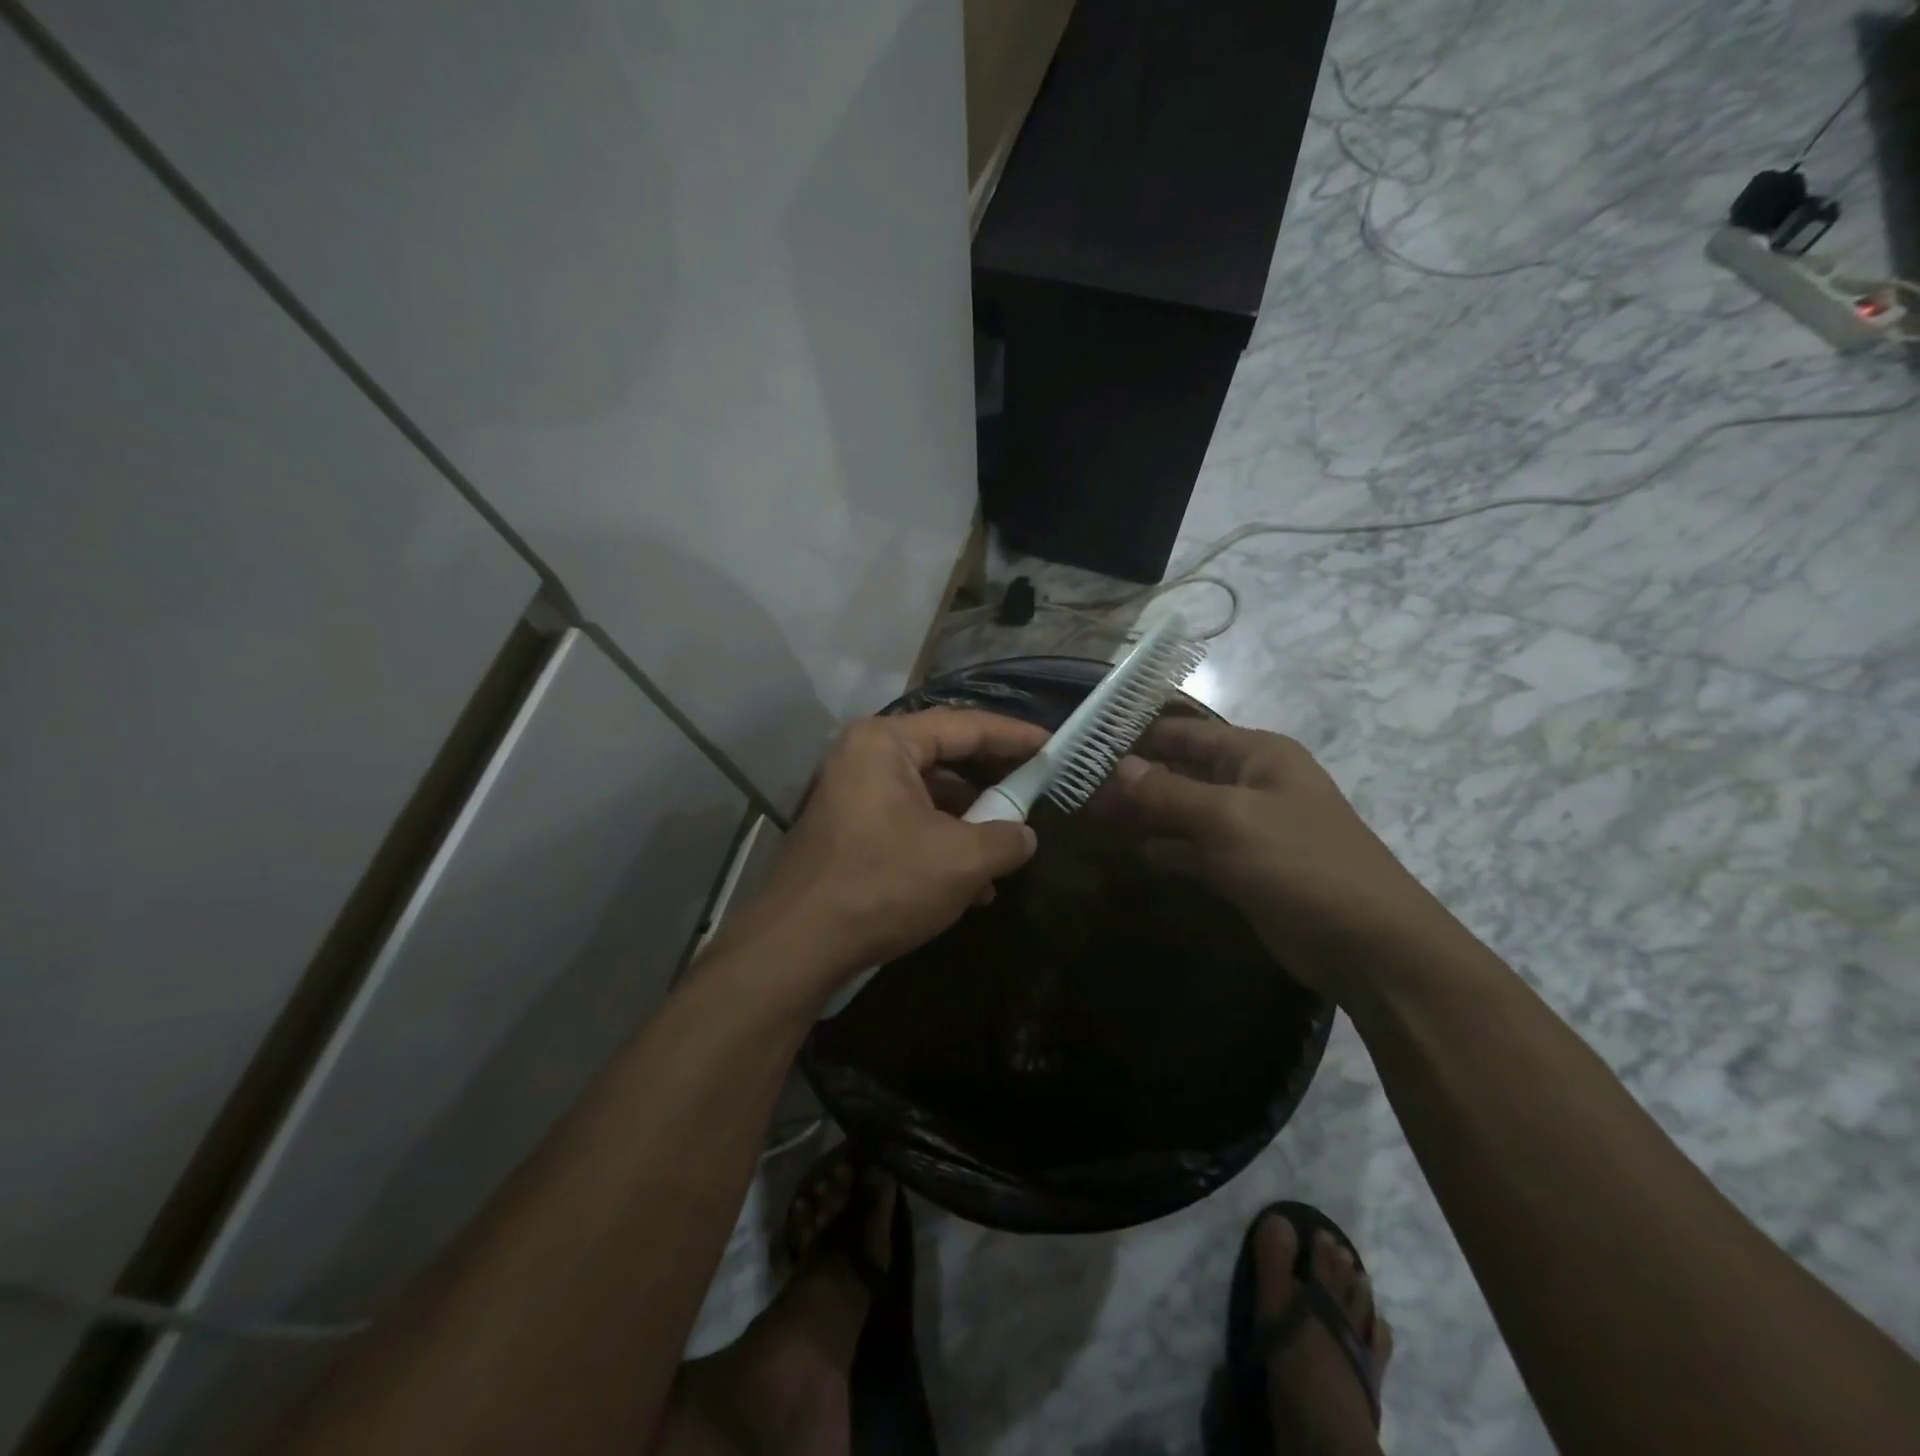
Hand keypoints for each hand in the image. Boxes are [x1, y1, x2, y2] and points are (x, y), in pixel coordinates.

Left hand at [729, 709, 1045, 995]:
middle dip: (991, 782)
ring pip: (927, 797)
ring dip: (969, 823)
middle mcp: (863, 758)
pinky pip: (907, 823)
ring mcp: (851, 796)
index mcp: (886, 743)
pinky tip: (973, 885)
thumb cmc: (883, 885)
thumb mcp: (961, 861)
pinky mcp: (848, 832)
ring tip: (1008, 850)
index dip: (1014, 735)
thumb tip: (1024, 835)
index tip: (1052, 745)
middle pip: (944, 758)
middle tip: (1034, 790)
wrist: (797, 946)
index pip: (965, 725)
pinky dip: (942, 844)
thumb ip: (1006, 838)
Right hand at [1104, 718, 1454, 997]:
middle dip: (1132, 778)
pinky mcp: (1244, 868)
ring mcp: (1247, 827)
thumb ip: (1168, 793)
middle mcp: (1250, 782)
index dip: (1135, 736)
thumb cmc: (1301, 864)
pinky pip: (1194, 848)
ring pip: (1182, 810)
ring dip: (1143, 812)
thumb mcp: (1229, 820)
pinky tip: (1132, 850)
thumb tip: (1116, 768)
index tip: (1084, 745)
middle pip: (1179, 770)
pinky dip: (1165, 847)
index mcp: (1256, 755)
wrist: (1370, 946)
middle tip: (1077, 789)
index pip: (1183, 731)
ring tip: (1090, 815)